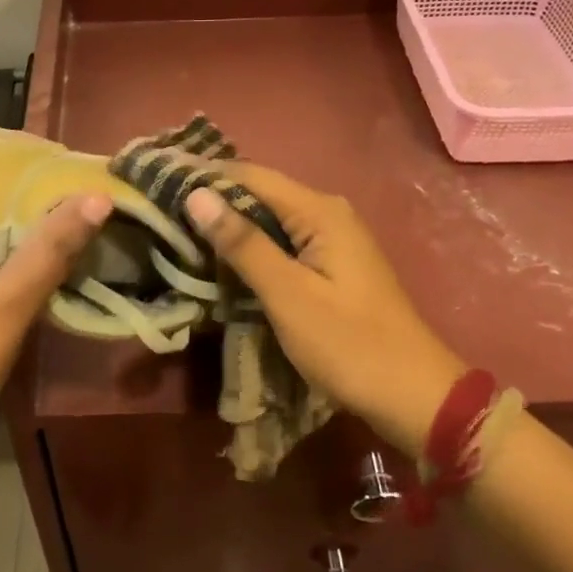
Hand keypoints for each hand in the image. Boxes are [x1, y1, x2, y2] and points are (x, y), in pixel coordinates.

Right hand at [185, 166, 468, 460]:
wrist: (414, 396)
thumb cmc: (349, 344)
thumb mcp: (288, 294)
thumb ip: (242, 243)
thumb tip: (197, 194)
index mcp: (320, 211)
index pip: (251, 175)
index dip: (205, 176)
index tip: (158, 183)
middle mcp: (328, 213)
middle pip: (261, 194)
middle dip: (214, 202)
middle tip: (161, 212)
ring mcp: (334, 240)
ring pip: (270, 221)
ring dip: (230, 228)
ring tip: (180, 233)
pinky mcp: (333, 266)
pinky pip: (284, 244)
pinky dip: (252, 249)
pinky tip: (223, 262)